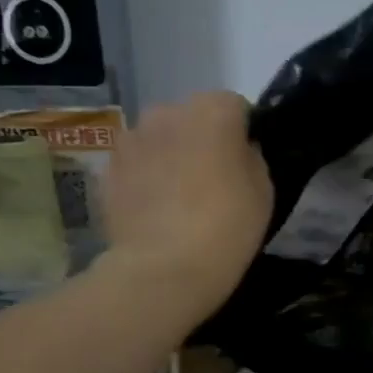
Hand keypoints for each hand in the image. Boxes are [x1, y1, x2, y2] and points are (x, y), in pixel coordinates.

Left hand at [101, 93, 272, 320]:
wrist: (164, 266)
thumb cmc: (228, 225)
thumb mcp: (264, 190)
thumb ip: (251, 158)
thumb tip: (238, 151)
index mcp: (213, 111)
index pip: (234, 106)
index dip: (242, 132)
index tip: (245, 161)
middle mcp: (168, 112)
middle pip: (192, 117)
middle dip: (202, 139)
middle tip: (214, 179)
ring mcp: (132, 138)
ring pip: (161, 138)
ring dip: (171, 155)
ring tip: (181, 196)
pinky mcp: (109, 167)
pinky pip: (138, 163)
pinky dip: (147, 177)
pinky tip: (157, 209)